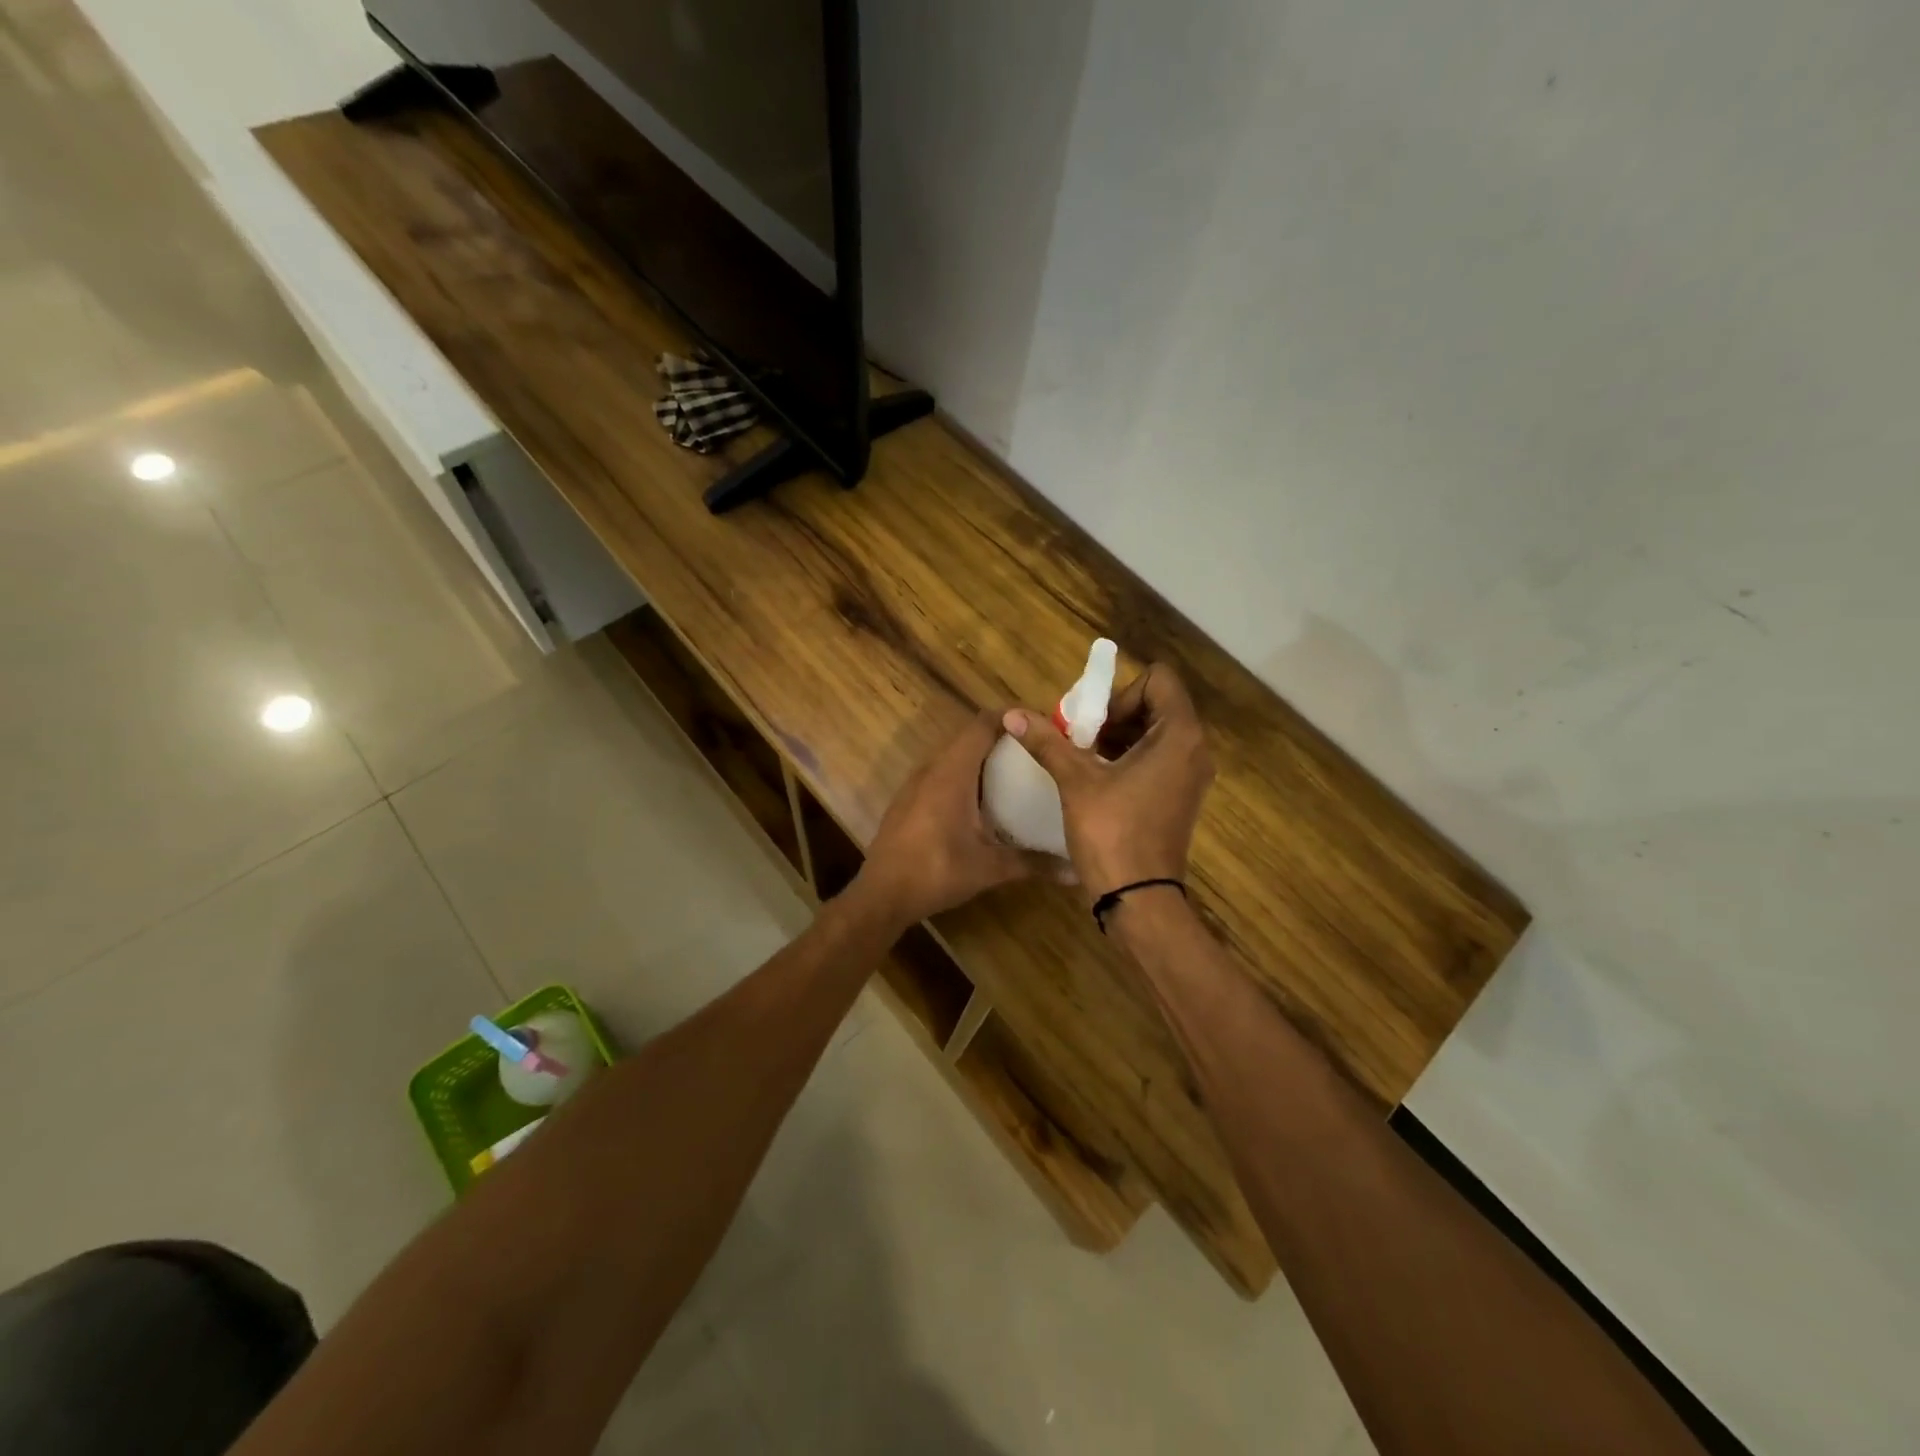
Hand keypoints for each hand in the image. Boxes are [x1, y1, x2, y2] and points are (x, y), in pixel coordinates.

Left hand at [853, 710, 1050, 926]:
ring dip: (980, 756)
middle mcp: (932, 769)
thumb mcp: (989, 868)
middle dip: (1001, 737)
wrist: (882, 894)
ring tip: (1014, 770)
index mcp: (952, 773)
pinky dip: (963, 773)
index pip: (982, 725)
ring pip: (952, 754)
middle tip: (1034, 750)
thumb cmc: (936, 872)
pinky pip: (939, 772)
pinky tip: (980, 799)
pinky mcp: (908, 799)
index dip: (1011, 717)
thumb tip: (1074, 872)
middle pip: (968, 736)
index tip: (1040, 724)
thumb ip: (1032, 863)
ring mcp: (915, 783)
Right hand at [1002, 664, 1214, 898]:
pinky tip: (1097, 780)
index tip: (1094, 723)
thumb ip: (1047, 742)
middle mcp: (1194, 749)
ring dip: (1119, 737)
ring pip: (1155, 733)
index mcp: (1179, 735)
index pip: (1159, 680)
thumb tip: (1012, 714)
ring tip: (1084, 760)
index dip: (1121, 692)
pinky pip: (1158, 759)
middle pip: (1156, 705)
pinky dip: (1129, 758)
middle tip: (1081, 740)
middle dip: (1115, 715)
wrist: (1139, 898)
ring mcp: (1190, 776)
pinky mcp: (1181, 797)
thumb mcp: (1076, 781)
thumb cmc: (1112, 833)